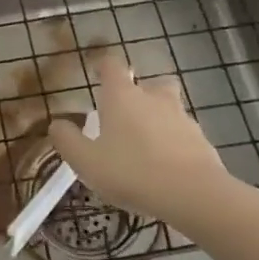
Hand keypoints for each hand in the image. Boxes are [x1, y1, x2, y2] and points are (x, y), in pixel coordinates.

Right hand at [49, 51, 258, 232]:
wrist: (192, 194)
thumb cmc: (131, 171)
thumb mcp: (86, 161)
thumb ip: (67, 140)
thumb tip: (57, 124)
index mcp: (122, 96)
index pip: (112, 65)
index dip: (104, 67)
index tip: (97, 75)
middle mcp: (153, 98)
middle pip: (149, 83)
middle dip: (140, 94)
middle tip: (127, 116)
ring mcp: (182, 118)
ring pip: (169, 109)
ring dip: (158, 121)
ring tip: (146, 148)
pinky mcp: (202, 141)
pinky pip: (184, 135)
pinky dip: (175, 145)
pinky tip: (166, 169)